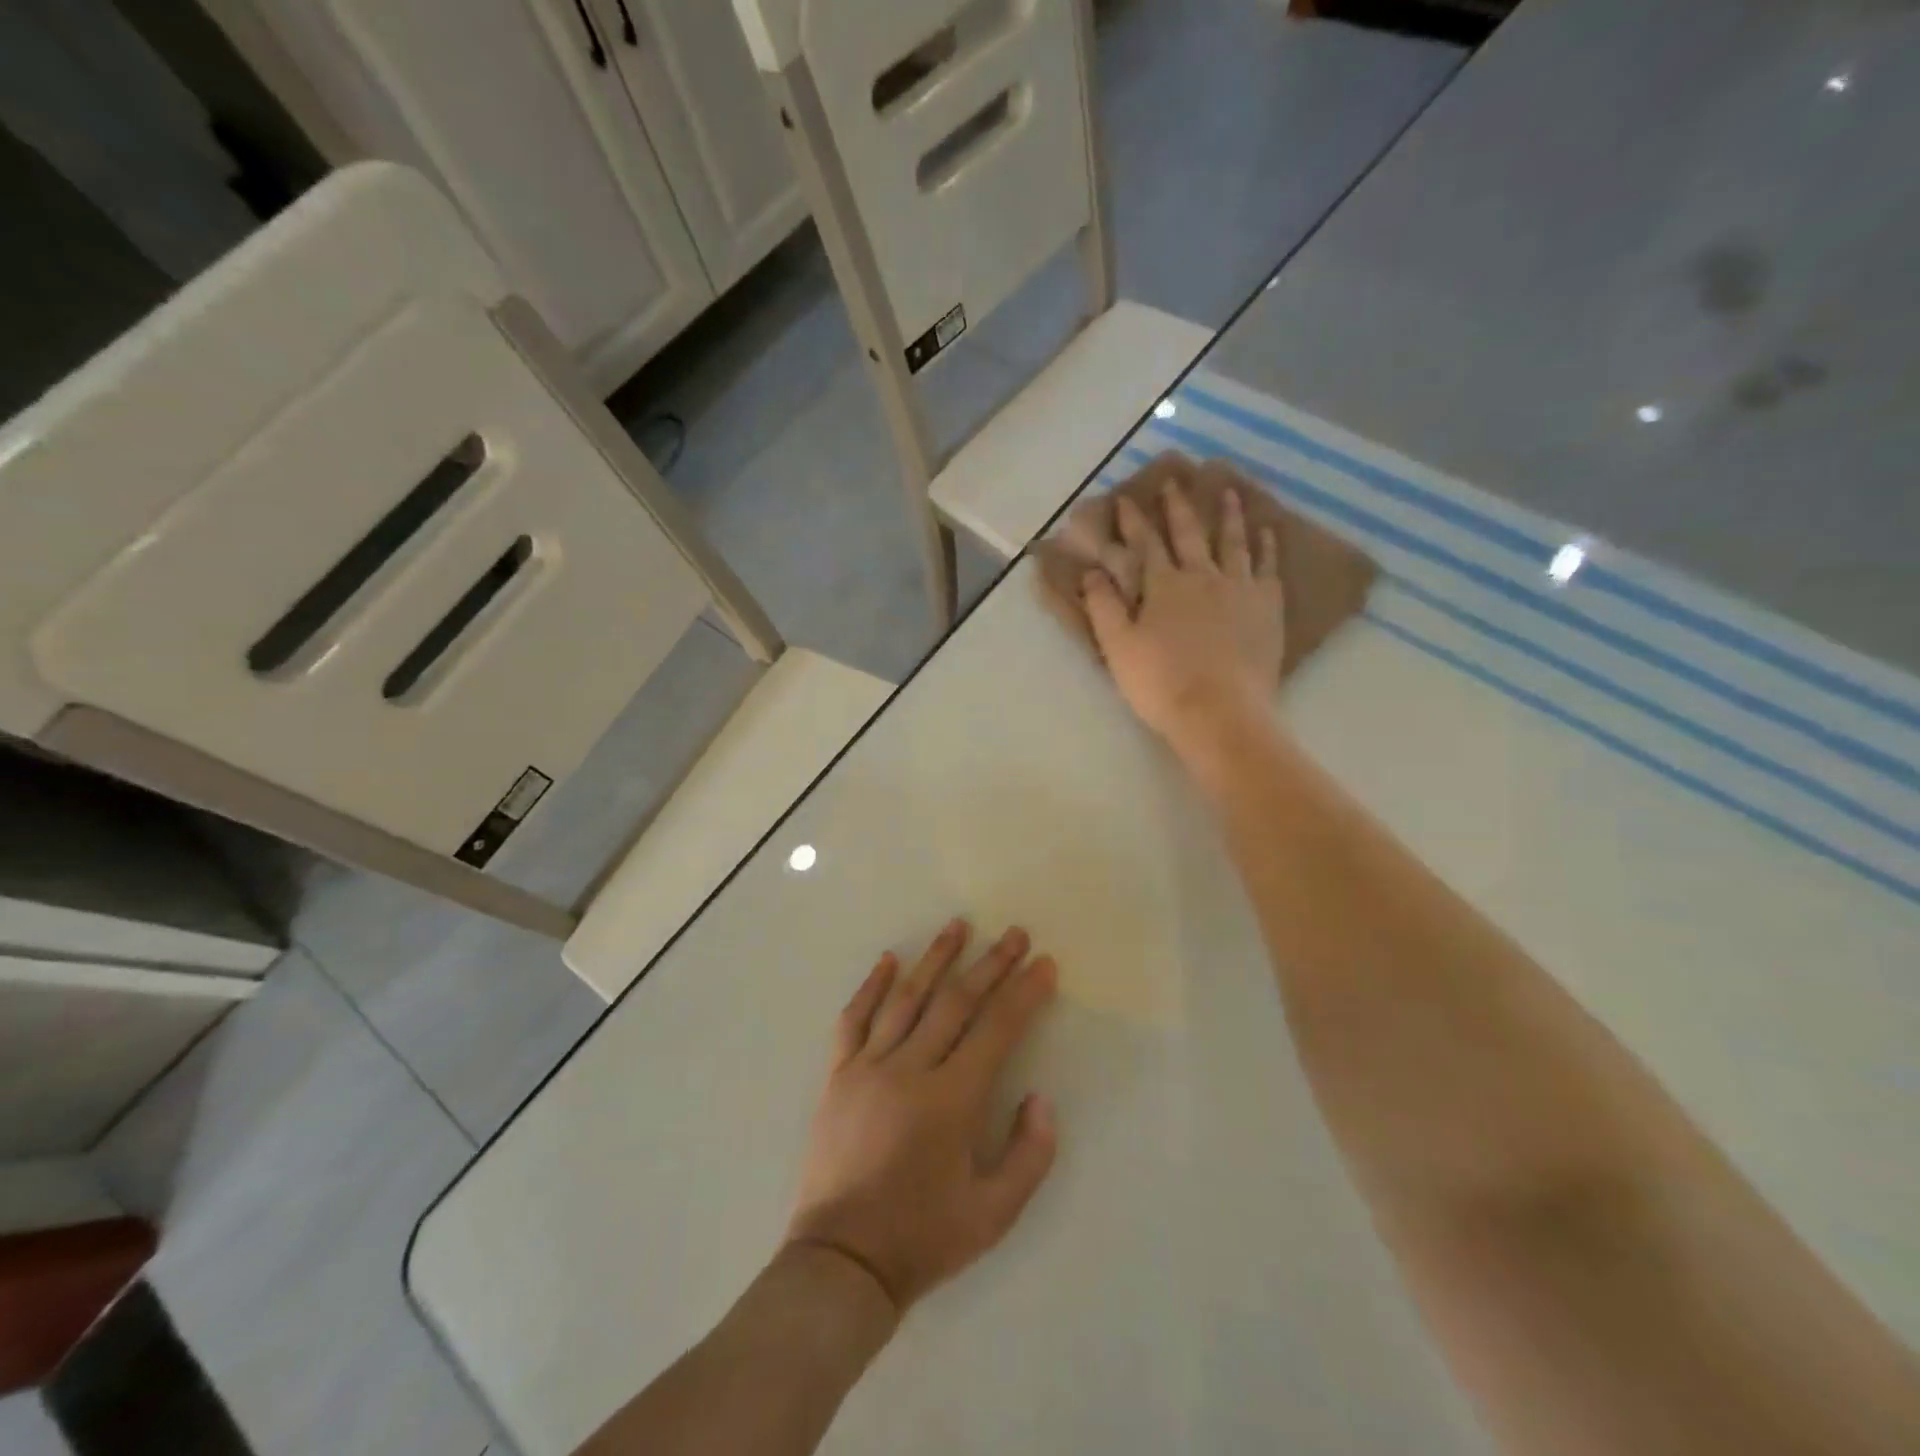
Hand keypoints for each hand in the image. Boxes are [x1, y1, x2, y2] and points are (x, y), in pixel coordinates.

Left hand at [786, 921, 1059, 1315]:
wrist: (841, 1262)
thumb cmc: (923, 1238)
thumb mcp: (994, 1214)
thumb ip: (1029, 1153)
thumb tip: (1041, 1097)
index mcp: (950, 1100)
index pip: (996, 1029)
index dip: (1023, 993)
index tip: (1044, 964)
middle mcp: (910, 1070)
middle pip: (956, 1002)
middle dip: (990, 964)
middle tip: (1012, 933)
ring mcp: (868, 1067)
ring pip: (907, 998)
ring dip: (935, 959)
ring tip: (958, 925)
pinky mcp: (838, 1075)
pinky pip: (854, 1019)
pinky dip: (871, 986)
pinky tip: (888, 959)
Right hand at [1082, 483, 1285, 753]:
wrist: (1220, 712)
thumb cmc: (1160, 683)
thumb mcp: (1118, 647)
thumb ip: (1103, 606)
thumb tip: (1092, 572)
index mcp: (1163, 585)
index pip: (1145, 544)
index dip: (1134, 521)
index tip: (1126, 499)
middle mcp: (1202, 576)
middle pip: (1189, 534)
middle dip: (1178, 507)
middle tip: (1175, 481)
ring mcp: (1239, 588)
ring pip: (1233, 542)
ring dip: (1228, 515)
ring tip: (1229, 491)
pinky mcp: (1267, 606)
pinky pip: (1267, 567)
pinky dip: (1266, 546)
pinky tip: (1267, 532)